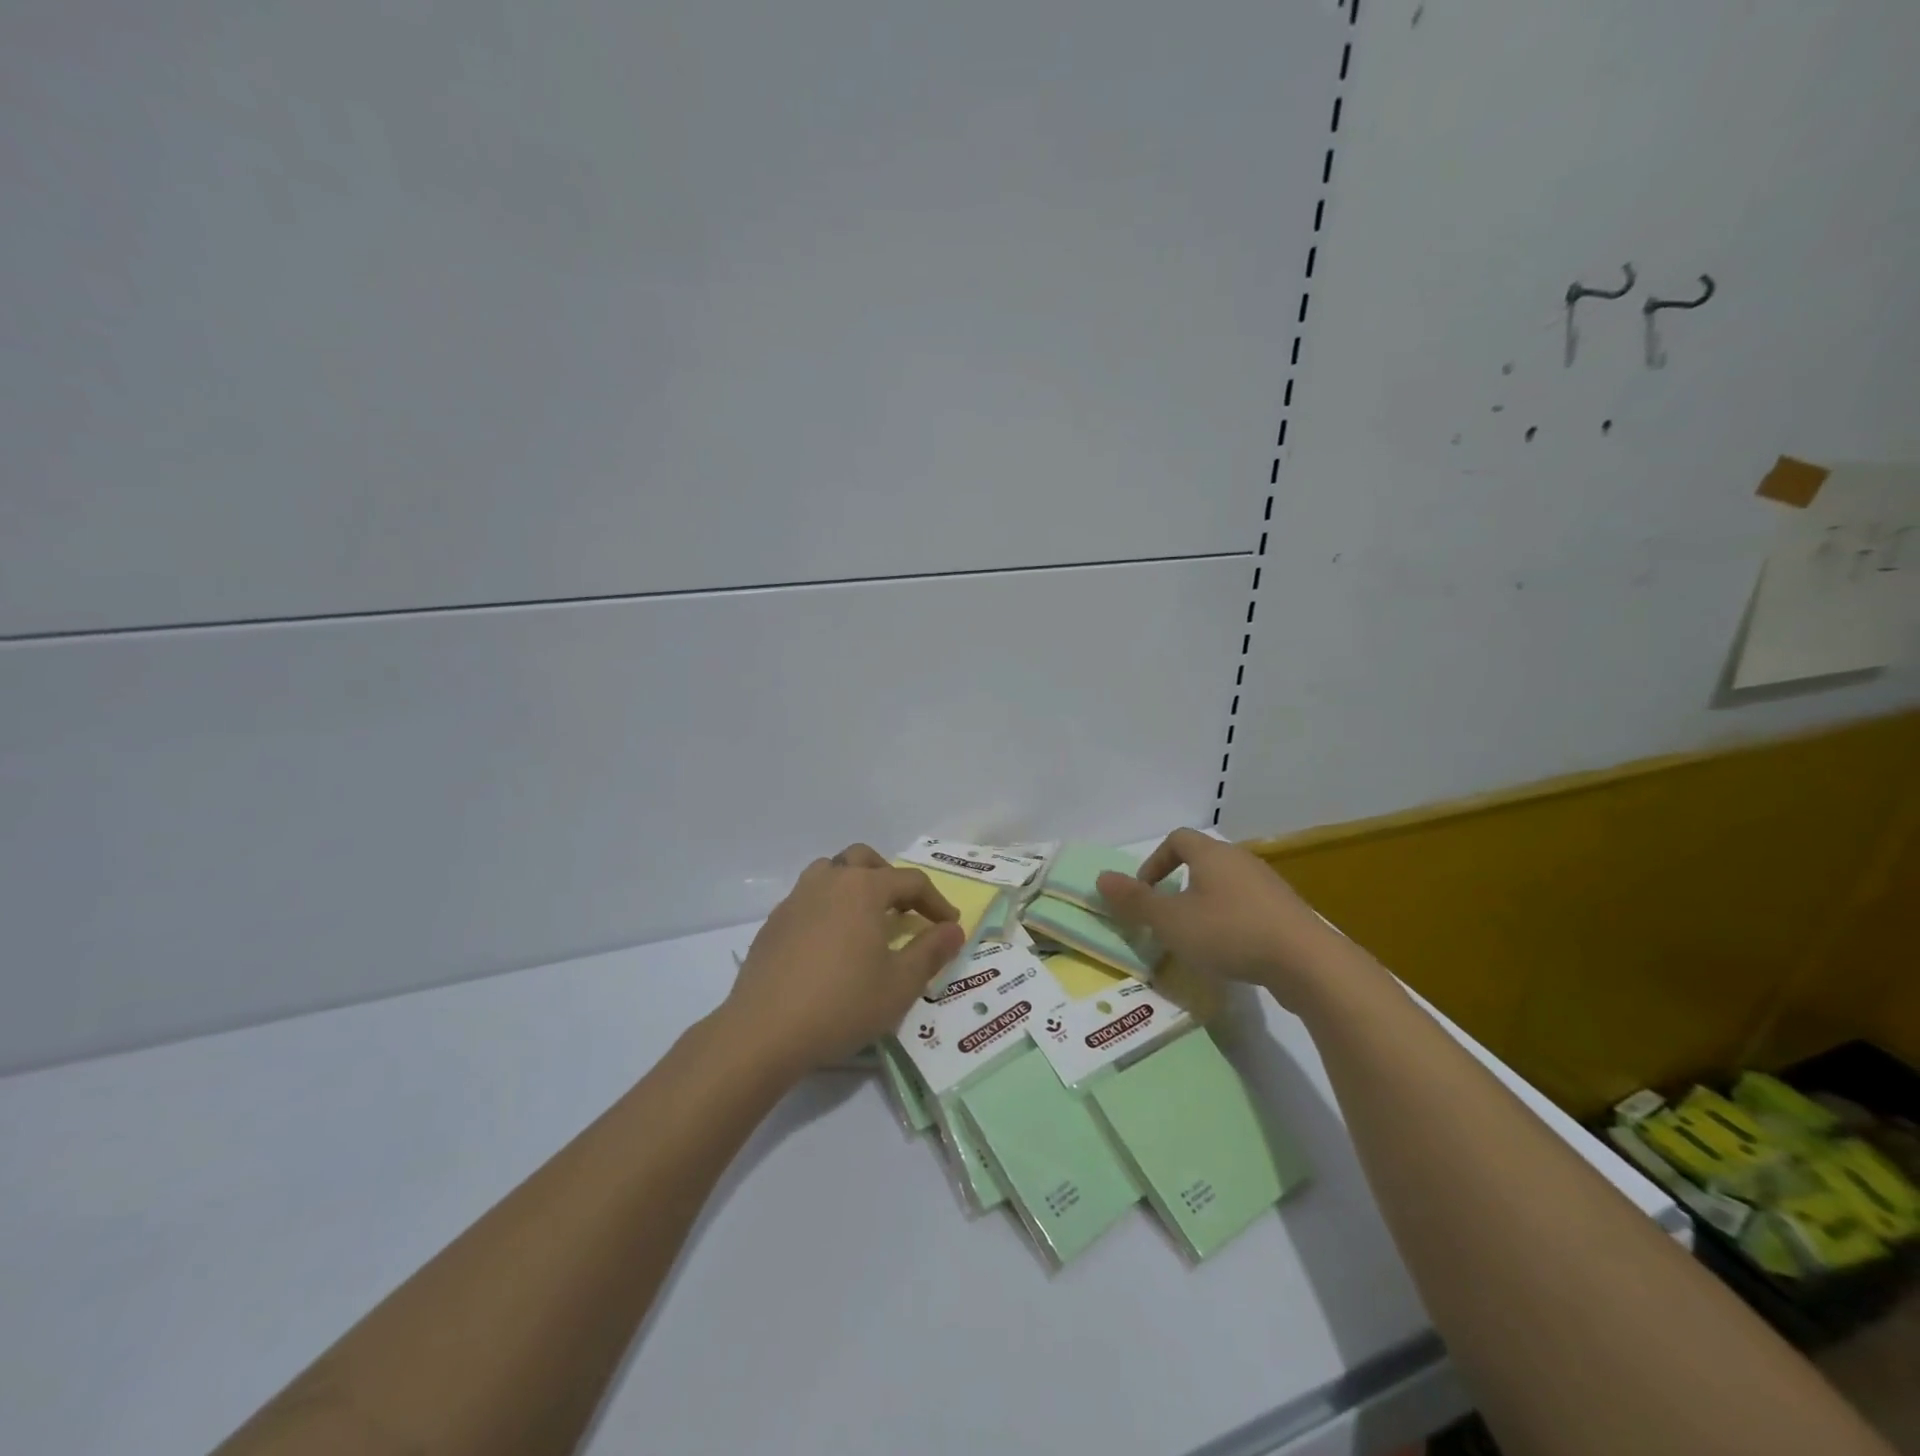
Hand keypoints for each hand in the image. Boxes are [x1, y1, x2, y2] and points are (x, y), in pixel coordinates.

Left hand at [721, 844, 965, 1075]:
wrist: (764, 1032)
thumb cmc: (842, 1004)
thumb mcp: (900, 984)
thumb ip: (931, 951)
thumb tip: (954, 929)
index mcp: (863, 888)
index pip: (910, 881)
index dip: (935, 902)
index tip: (948, 926)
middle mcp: (829, 881)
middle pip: (865, 859)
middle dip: (890, 878)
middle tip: (904, 911)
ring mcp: (796, 899)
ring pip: (831, 872)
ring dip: (854, 885)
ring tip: (866, 920)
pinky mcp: (774, 923)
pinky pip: (808, 899)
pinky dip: (828, 908)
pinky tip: (831, 945)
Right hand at [1095, 829, 1340, 1009]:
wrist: (1307, 962)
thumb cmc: (1229, 933)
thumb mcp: (1171, 921)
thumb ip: (1135, 901)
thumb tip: (1101, 878)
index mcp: (1212, 854)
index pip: (1176, 839)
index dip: (1155, 862)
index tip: (1146, 892)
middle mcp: (1241, 861)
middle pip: (1203, 861)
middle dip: (1179, 885)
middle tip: (1168, 917)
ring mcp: (1268, 886)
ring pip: (1227, 885)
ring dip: (1206, 905)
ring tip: (1197, 937)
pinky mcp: (1287, 912)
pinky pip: (1249, 907)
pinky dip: (1232, 921)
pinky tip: (1231, 951)